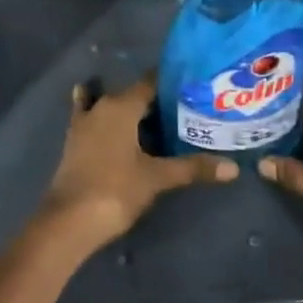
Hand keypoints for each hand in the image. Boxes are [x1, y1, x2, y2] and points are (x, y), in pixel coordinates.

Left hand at [40, 75, 233, 252]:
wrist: (69, 220)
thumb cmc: (115, 190)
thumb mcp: (157, 178)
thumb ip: (193, 168)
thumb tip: (233, 168)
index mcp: (122, 106)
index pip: (151, 82)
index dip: (171, 81)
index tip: (193, 84)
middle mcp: (102, 106)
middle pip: (134, 95)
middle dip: (157, 100)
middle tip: (186, 108)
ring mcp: (84, 123)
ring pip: (113, 106)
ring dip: (132, 110)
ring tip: (159, 119)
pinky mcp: (75, 141)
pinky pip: (92, 118)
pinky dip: (103, 117)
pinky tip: (110, 121)